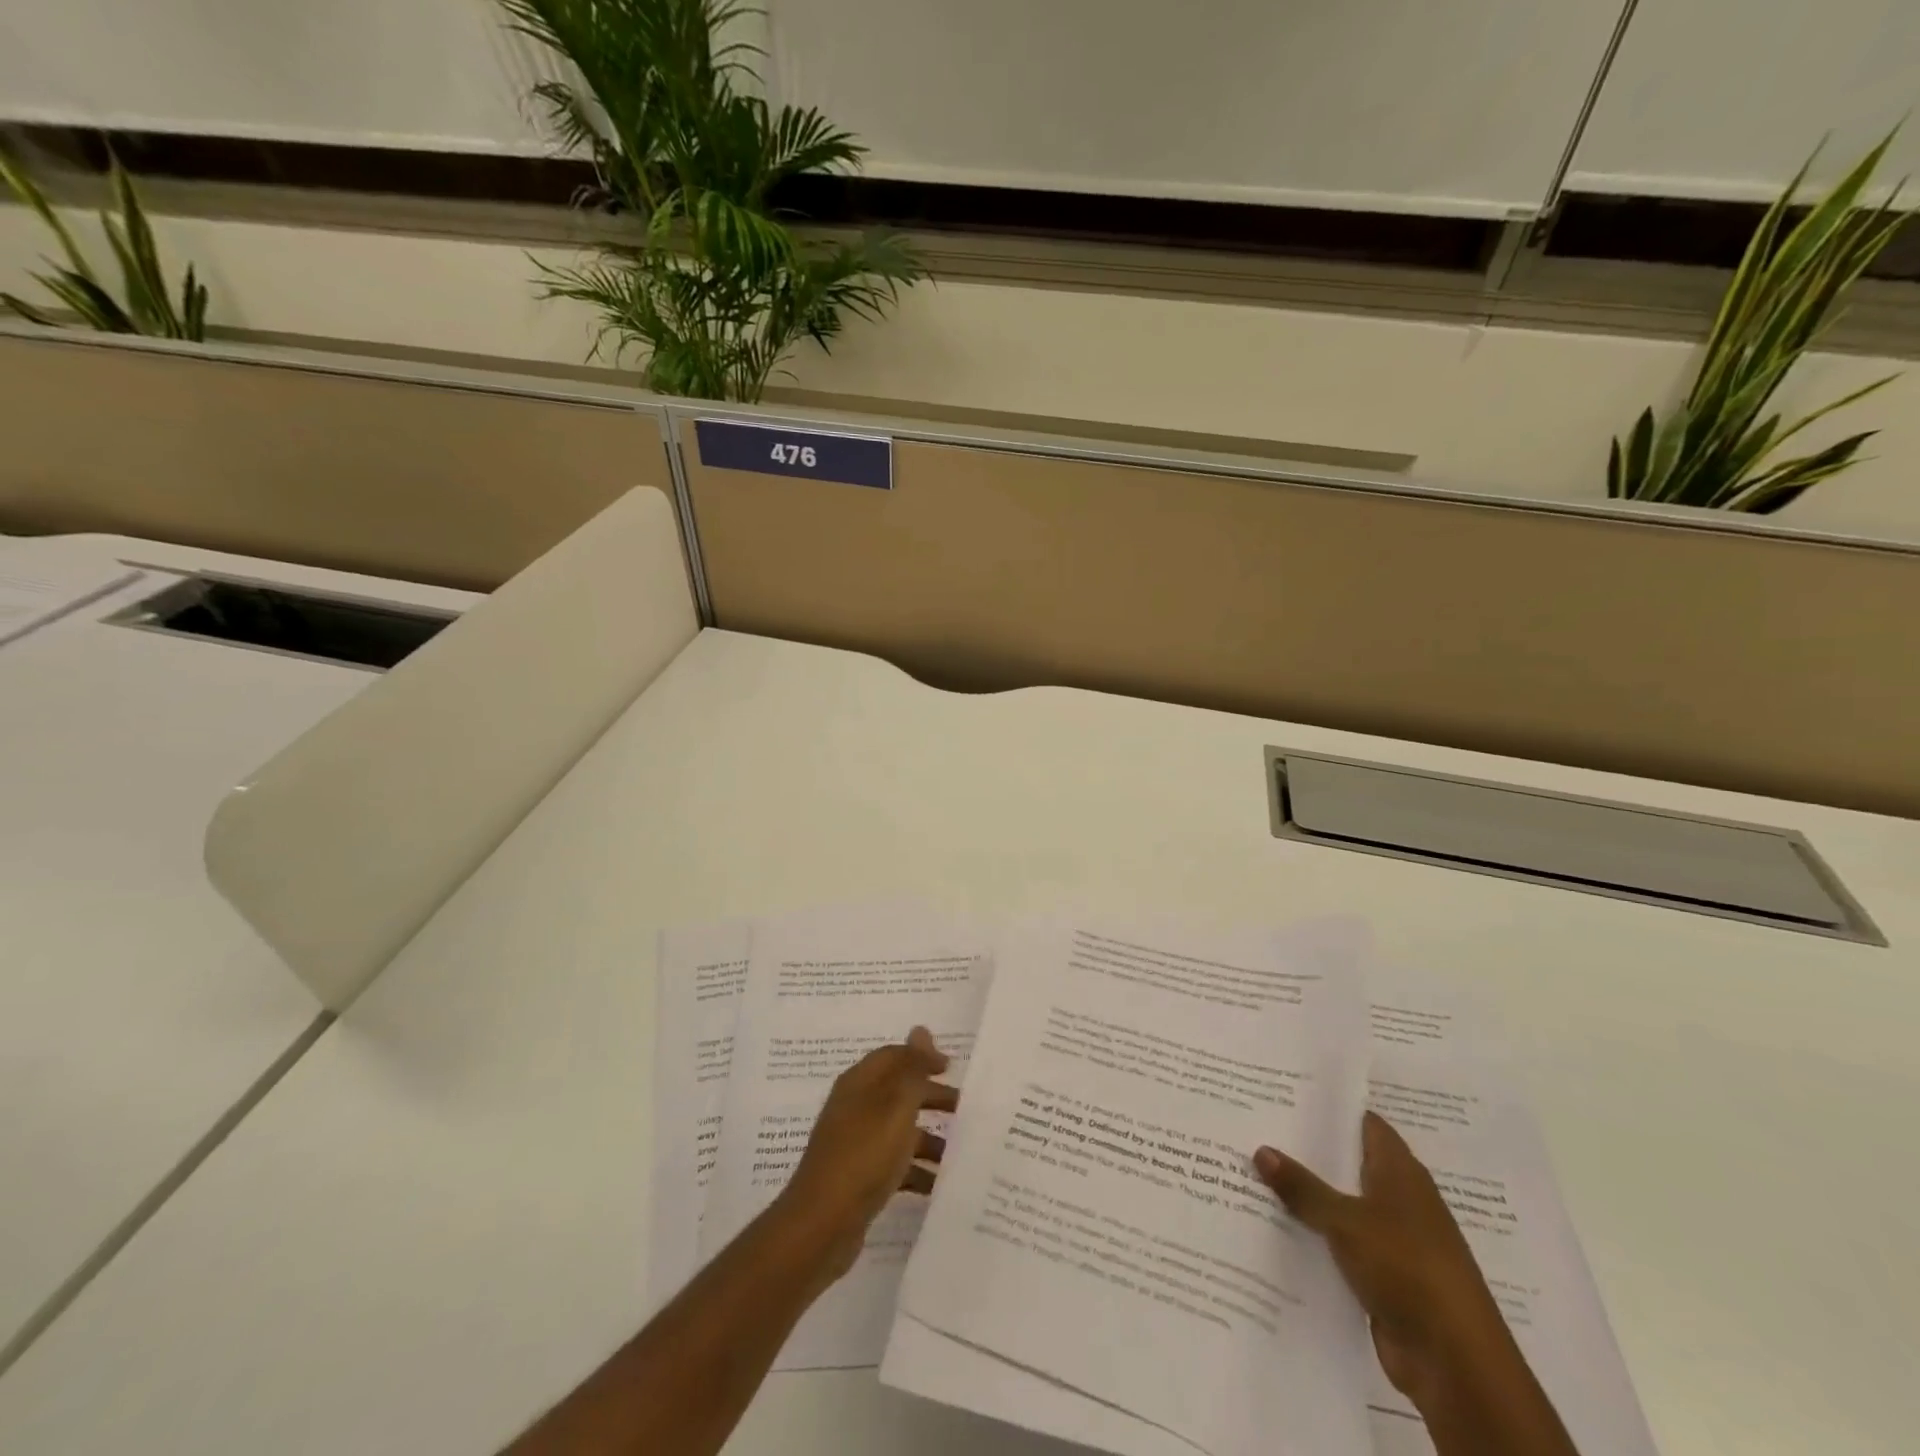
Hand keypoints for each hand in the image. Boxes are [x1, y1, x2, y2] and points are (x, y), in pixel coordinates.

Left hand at [776, 1027, 957, 1284]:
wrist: (821, 1225)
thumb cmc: (863, 1155)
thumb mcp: (895, 1106)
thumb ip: (912, 1068)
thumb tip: (921, 1029)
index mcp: (860, 1083)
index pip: (894, 1056)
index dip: (922, 1057)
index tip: (952, 1069)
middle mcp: (856, 1107)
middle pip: (899, 1092)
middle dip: (932, 1098)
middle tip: (966, 1109)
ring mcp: (856, 1143)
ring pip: (900, 1131)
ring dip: (930, 1139)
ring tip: (961, 1153)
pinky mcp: (859, 1178)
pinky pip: (894, 1165)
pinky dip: (917, 1171)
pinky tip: (939, 1186)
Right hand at [1253, 1113, 1517, 1412]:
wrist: (1455, 1362)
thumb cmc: (1407, 1267)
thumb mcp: (1346, 1220)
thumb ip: (1303, 1186)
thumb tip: (1261, 1149)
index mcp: (1400, 1171)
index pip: (1362, 1122)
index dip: (1327, 1108)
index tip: (1285, 1093)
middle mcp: (1399, 1198)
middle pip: (1347, 1162)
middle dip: (1306, 1150)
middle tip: (1257, 1127)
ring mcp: (1392, 1238)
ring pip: (1341, 1204)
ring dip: (1307, 1195)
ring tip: (1253, 1170)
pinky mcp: (1383, 1274)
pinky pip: (1340, 1243)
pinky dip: (1314, 1235)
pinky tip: (1274, 1224)